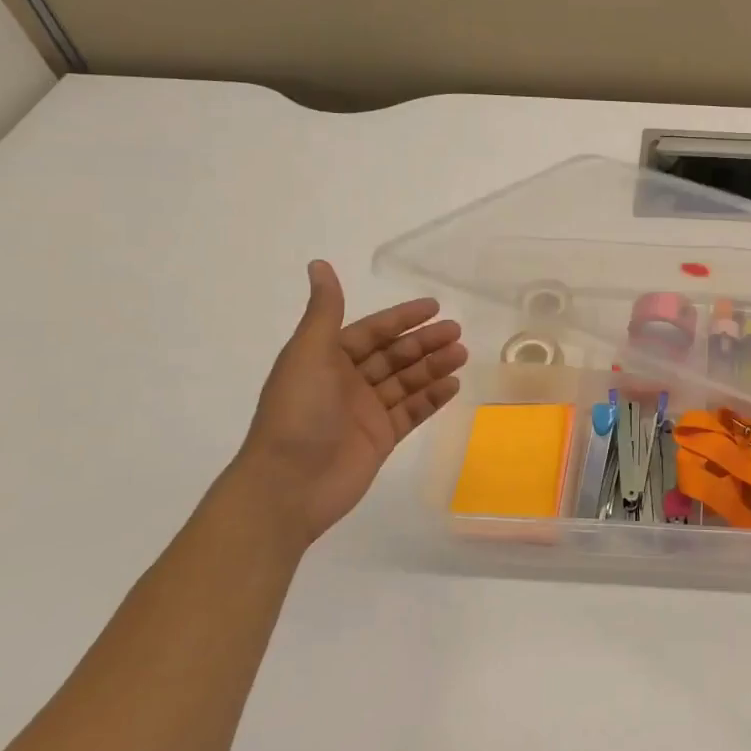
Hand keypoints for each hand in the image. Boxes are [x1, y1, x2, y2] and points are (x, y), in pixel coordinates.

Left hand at [225, 260, 466, 548]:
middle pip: (394, 355)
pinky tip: (454, 385)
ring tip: (462, 354)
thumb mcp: (309, 354)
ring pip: (407, 381)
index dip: (402, 318)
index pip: (371, 331)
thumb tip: (319, 264)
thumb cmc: (297, 413)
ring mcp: (366, 412)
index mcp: (326, 359)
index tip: (434, 307)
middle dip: (424, 342)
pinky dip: (432, 397)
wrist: (288, 486)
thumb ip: (324, 310)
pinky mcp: (381, 439)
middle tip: (457, 332)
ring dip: (433, 366)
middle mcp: (347, 383)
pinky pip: (412, 412)